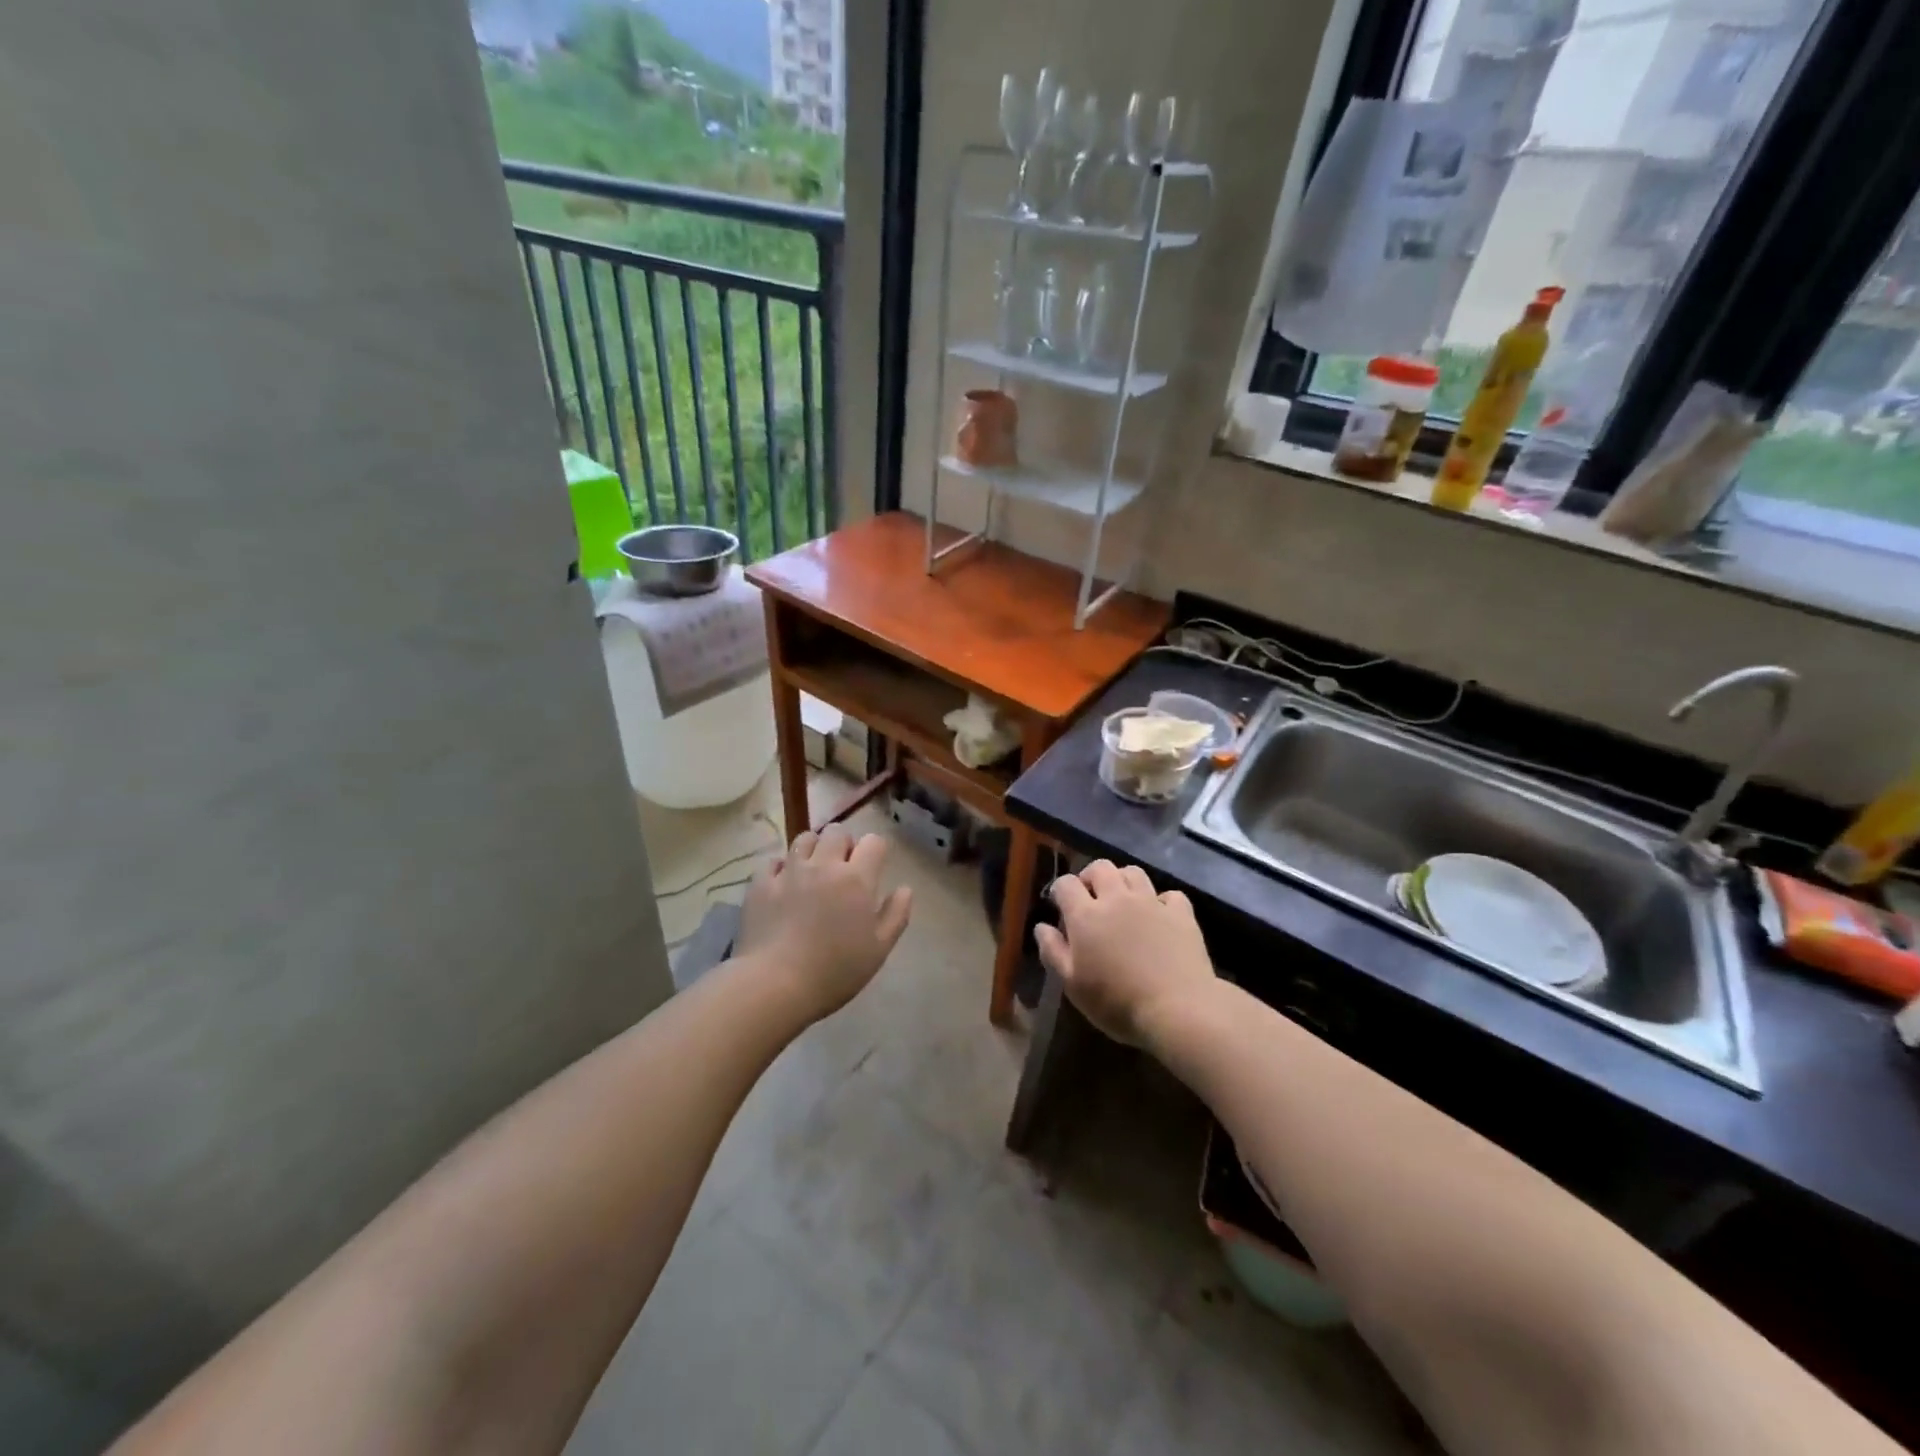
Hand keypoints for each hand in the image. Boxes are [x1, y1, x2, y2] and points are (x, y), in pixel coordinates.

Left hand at [735, 826, 912, 1021]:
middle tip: (843, 868)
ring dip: (813, 848)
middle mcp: (823, 865)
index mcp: (856, 879)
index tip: (874, 867)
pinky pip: (773, 861)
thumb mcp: (878, 950)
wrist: (774, 984)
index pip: (873, 842)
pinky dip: (782, 867)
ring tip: (813, 870)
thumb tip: (904, 888)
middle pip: (837, 832)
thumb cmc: (835, 971)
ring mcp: (789, 871)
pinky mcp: (761, 883)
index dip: (876, 850)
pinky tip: (783, 884)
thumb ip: (896, 914)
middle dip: (844, 844)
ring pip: (804, 839)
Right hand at [1033, 860, 1215, 1046]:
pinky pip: (1169, 894)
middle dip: (1091, 877)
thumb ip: (1053, 952)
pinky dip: (1161, 901)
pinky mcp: (1181, 913)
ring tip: (1123, 901)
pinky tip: (1159, 916)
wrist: (1177, 1009)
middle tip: (1091, 898)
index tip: (1060, 904)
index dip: (1060, 890)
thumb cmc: (1117, 1002)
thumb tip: (1041, 927)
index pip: (1066, 884)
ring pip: (1134, 872)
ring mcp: (1151, 902)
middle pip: (1100, 867)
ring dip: (1123, 881)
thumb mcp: (1073, 985)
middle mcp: (1117, 898)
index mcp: (1086, 915)